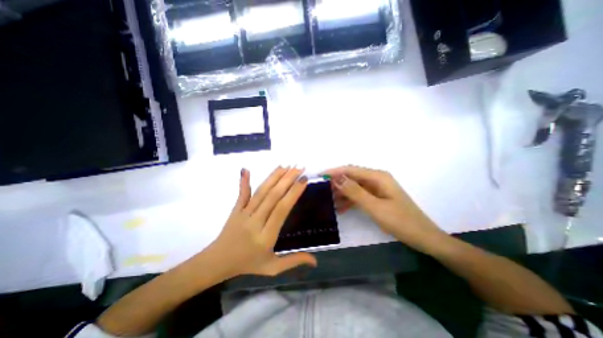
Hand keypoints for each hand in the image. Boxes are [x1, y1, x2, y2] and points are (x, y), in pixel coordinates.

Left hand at [207, 166, 317, 276]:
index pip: (281, 209)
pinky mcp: (236, 209)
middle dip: (287, 179)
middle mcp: (255, 221)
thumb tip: (315, 261)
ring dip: (274, 177)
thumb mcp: (272, 268)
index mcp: (266, 236)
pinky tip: (246, 169)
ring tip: (286, 166)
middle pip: (273, 196)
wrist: (217, 263)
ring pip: (260, 192)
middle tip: (299, 168)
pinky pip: (242, 194)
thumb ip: (293, 261)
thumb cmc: (248, 264)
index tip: (304, 181)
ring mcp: (244, 213)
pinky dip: (244, 181)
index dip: (293, 193)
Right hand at [326, 167, 441, 250]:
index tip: (320, 176)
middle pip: (352, 177)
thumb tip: (337, 178)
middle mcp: (377, 179)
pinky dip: (350, 200)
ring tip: (329, 201)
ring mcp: (377, 188)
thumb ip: (355, 192)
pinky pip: (360, 195)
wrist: (424, 237)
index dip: (335, 172)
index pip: (351, 170)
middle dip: (337, 183)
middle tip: (322, 191)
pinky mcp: (378, 197)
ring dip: (342, 193)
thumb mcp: (375, 207)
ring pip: (355, 187)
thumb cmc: (400, 221)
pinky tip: (341, 208)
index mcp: (378, 177)